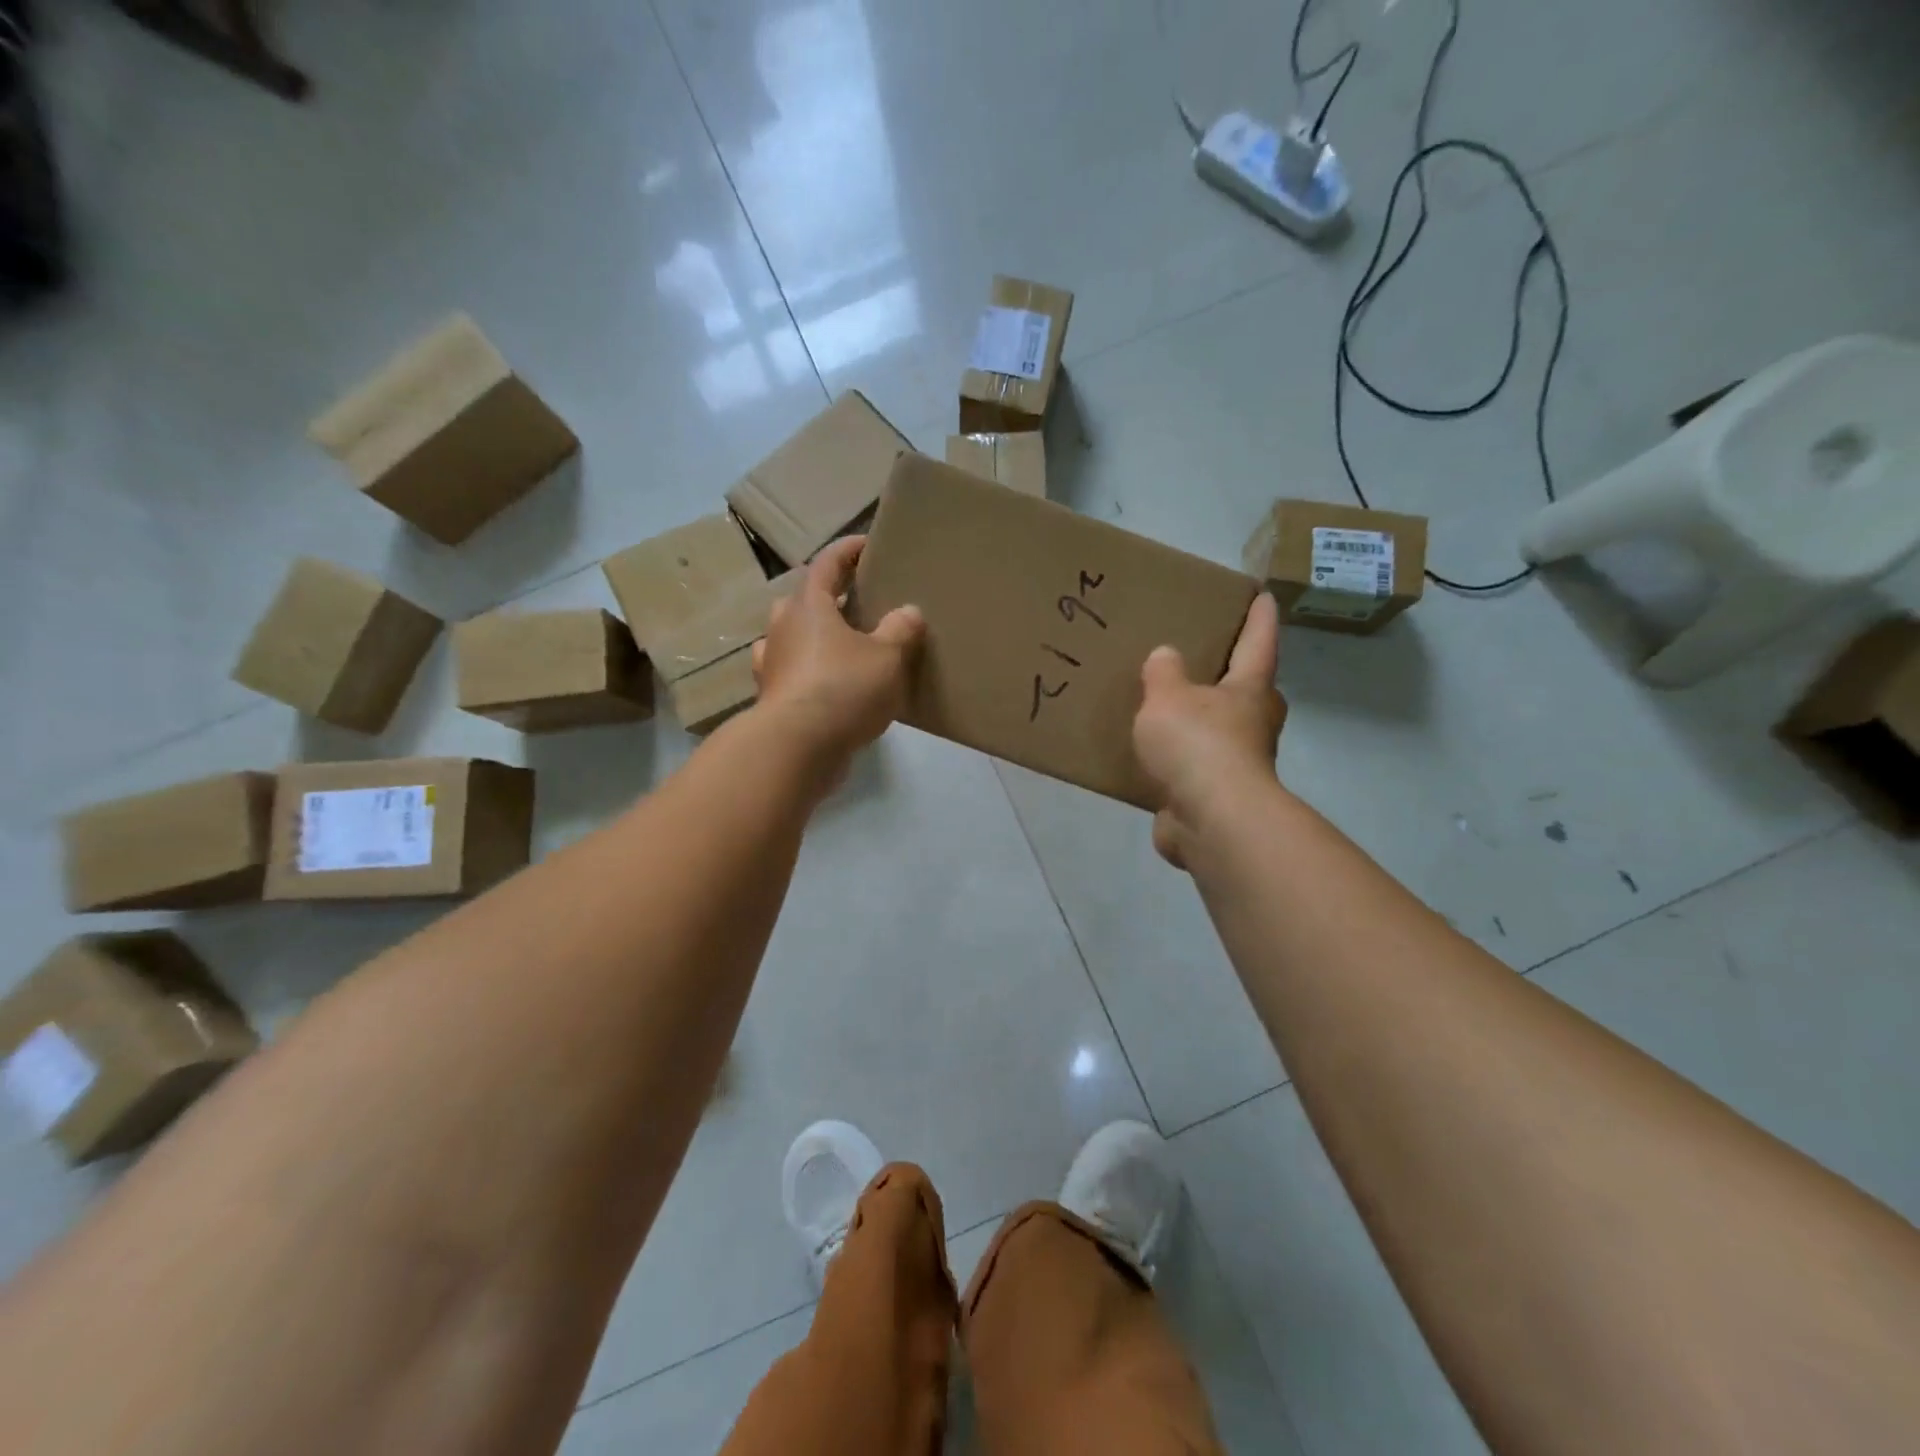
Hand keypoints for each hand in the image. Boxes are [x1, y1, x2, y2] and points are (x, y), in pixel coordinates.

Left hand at [751, 536, 924, 761]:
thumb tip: (909, 611)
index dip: (848, 550)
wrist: (797, 748)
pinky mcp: (773, 698)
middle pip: (805, 600)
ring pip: (794, 638)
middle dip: (830, 597)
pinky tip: (830, 686)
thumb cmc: (843, 688)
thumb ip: (900, 630)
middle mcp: (783, 628)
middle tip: (859, 604)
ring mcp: (772, 664)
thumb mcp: (886, 657)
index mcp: (808, 606)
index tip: (867, 545)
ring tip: (847, 647)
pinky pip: (793, 673)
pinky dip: (811, 673)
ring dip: (816, 637)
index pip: (827, 563)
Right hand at [1133, 592, 1286, 867]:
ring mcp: (1239, 764)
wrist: (1211, 819)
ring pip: (1224, 732)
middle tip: (1210, 661)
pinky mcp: (1216, 796)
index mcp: (1249, 690)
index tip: (1264, 595)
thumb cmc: (1197, 744)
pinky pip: (1196, 768)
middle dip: (1235, 676)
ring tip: (1170, 709)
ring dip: (1205, 722)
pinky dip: (1181, 760)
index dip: (1260, 618)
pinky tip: (1155, 758)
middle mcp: (1253, 724)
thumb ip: (1164, 673)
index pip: (1259, 642)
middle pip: (1250, 691)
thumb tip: (1166, 656)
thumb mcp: (1168, 696)